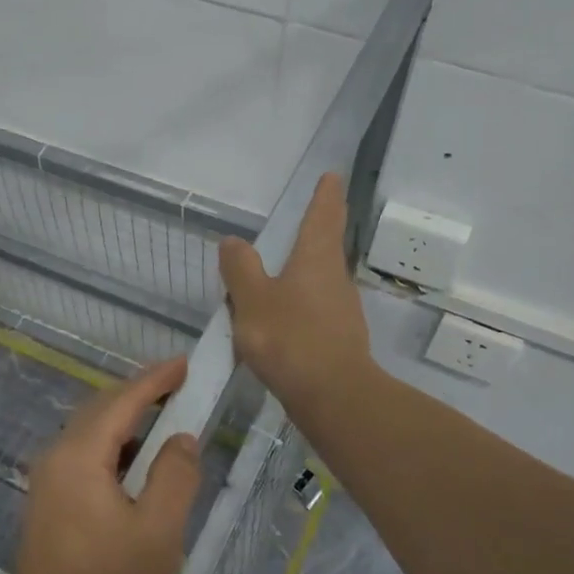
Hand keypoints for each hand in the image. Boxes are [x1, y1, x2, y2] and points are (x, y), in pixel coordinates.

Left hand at [7, 359, 202, 573]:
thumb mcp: (158, 530)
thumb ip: (174, 476)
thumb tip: (180, 438)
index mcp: (80, 455)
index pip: (122, 401)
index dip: (156, 379)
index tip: (186, 363)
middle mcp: (57, 455)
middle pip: (101, 408)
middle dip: (140, 393)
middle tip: (180, 386)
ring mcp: (48, 477)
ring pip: (91, 429)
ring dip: (126, 418)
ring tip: (164, 417)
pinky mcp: (49, 497)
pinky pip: (84, 452)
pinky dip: (114, 443)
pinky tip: (136, 460)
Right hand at [219, 173, 373, 414]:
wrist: (332, 396)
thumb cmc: (289, 338)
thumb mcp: (252, 299)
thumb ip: (240, 269)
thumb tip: (233, 242)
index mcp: (316, 259)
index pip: (322, 216)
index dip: (325, 195)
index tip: (332, 177)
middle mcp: (334, 279)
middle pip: (325, 247)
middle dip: (317, 232)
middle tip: (311, 217)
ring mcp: (341, 311)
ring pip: (318, 282)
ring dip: (301, 274)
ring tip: (276, 278)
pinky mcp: (338, 340)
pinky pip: (313, 312)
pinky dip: (298, 308)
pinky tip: (279, 325)